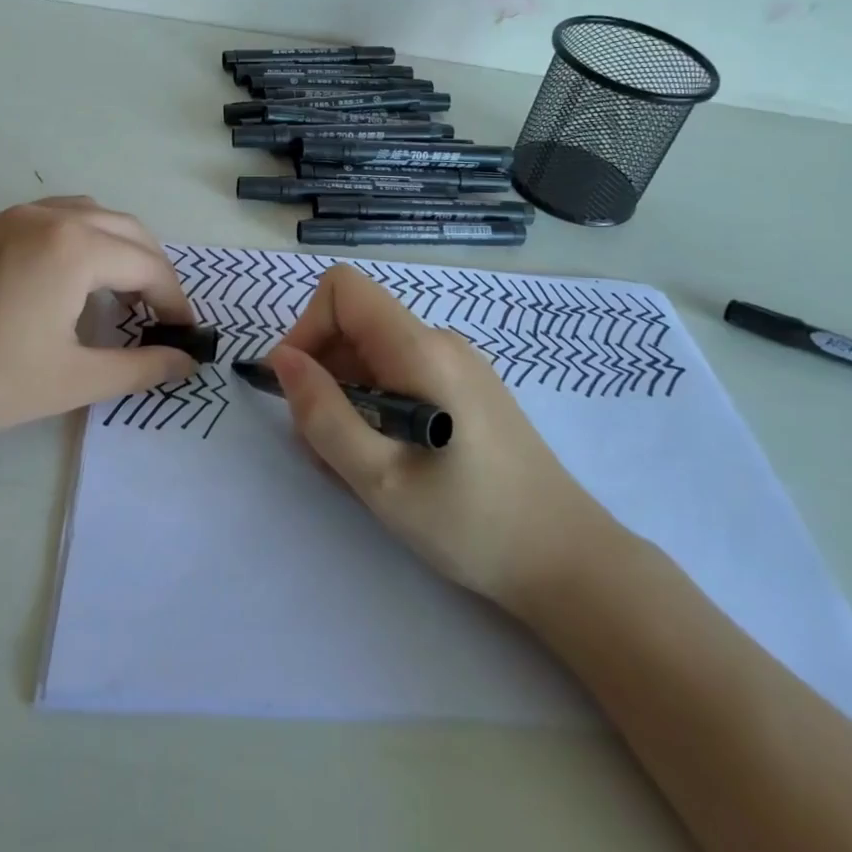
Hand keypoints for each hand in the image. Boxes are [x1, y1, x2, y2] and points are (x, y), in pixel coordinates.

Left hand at [0, 197, 196, 463]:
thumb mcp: (71, 379)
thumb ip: (139, 368)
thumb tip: (186, 362)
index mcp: (75, 247)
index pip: (146, 265)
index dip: (173, 299)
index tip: (185, 331)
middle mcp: (45, 217)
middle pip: (123, 228)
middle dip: (150, 267)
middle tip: (157, 312)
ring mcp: (5, 216)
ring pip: (83, 214)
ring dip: (112, 246)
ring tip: (114, 292)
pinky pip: (43, 219)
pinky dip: (73, 240)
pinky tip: (58, 282)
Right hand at [268, 264, 618, 612]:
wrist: (568, 561)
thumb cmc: (470, 522)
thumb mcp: (379, 478)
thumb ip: (323, 414)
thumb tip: (282, 359)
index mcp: (420, 349)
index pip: (342, 290)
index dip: (307, 328)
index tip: (299, 390)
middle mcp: (440, 342)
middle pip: (355, 325)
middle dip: (323, 376)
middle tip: (325, 448)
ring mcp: (458, 364)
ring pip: (374, 356)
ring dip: (348, 399)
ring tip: (358, 466)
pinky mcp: (467, 390)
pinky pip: (401, 376)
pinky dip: (377, 408)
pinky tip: (389, 462)